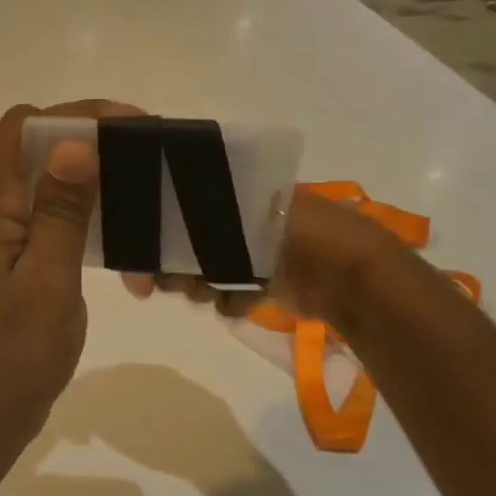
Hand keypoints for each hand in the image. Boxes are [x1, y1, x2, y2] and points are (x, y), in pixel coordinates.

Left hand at [0, 101, 130, 455]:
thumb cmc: (13, 355)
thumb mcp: (48, 280)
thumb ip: (61, 210)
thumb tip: (74, 141)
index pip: (24, 126)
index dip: (77, 115)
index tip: (133, 126)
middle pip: (30, 149)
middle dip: (86, 143)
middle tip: (143, 160)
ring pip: (35, 185)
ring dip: (82, 184)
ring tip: (134, 197)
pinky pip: (35, 220)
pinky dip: (71, 219)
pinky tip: (107, 241)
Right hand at [124, 185, 404, 329]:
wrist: (351, 279)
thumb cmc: (301, 233)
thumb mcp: (249, 209)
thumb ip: (203, 212)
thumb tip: (157, 215)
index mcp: (235, 194)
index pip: (180, 208)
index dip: (158, 230)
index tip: (144, 253)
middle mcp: (238, 221)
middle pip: (185, 243)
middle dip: (174, 264)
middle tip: (166, 281)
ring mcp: (250, 254)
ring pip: (202, 272)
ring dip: (198, 285)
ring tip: (209, 291)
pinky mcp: (261, 285)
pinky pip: (227, 295)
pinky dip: (228, 301)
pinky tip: (238, 302)